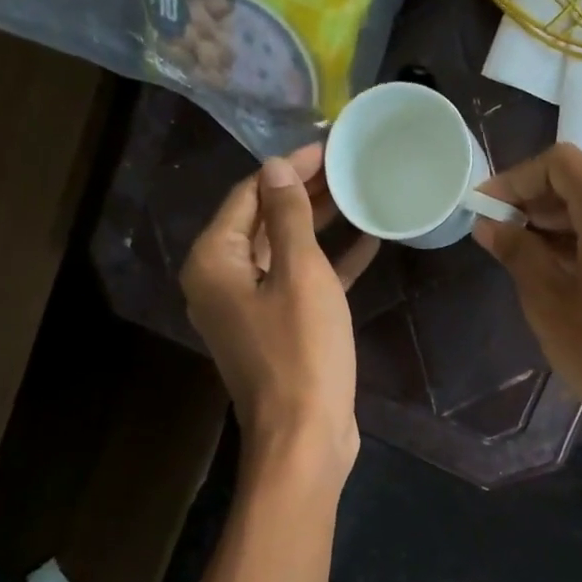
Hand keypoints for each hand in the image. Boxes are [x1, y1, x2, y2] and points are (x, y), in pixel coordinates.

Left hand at [181, 142, 378, 476]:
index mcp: (214, 262)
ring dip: (320, 225)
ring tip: (360, 193)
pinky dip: (330, 264)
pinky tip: (367, 242)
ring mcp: (250, 308)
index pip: (249, 194)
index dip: (289, 166)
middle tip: (350, 165)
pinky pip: (300, 283)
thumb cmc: (302, 351)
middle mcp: (222, 280)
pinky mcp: (278, 329)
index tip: (330, 145)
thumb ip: (287, 216)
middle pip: (264, 221)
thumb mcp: (300, 274)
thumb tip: (277, 166)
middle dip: (305, 192)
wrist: (305, 437)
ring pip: (285, 251)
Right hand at [473, 144, 581, 436]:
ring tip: (518, 254)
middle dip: (535, 204)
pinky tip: (554, 268)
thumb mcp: (549, 301)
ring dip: (558, 224)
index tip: (485, 209)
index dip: (515, 180)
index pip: (559, 165)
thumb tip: (489, 225)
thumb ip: (517, 251)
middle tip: (495, 235)